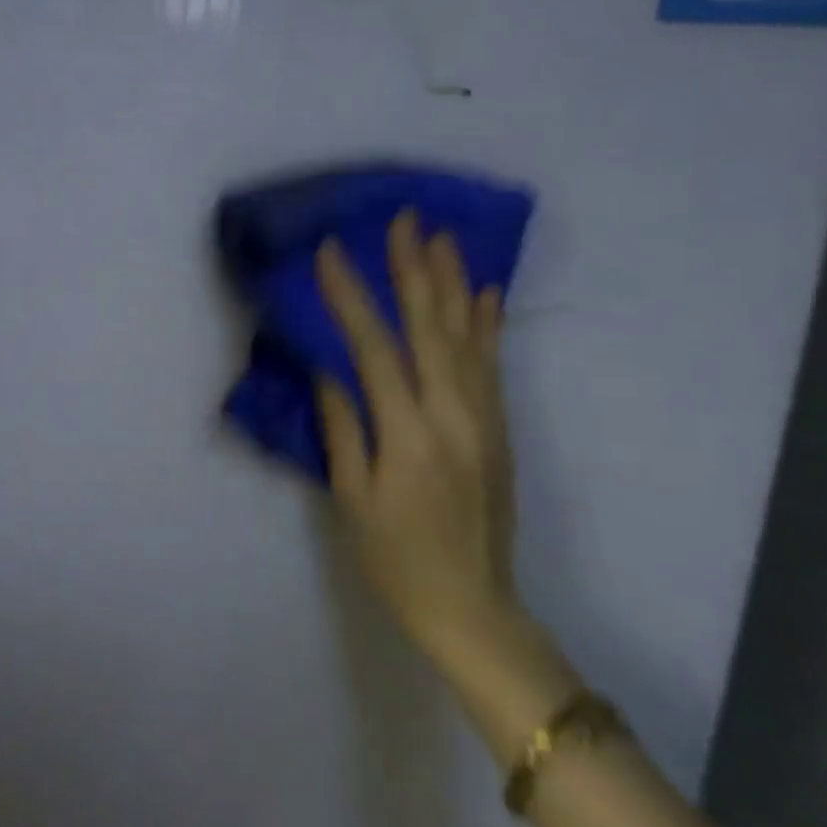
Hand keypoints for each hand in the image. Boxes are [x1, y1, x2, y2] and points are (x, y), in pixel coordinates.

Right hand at [313, 212, 521, 664]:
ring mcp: (484, 419)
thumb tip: (328, 368)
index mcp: (408, 433)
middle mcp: (453, 414)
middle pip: (431, 327)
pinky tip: (484, 292)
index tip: (330, 252)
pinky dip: (487, 323)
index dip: (350, 296)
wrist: (473, 607)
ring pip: (468, 336)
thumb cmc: (395, 557)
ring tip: (443, 236)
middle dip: (414, 269)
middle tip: (404, 220)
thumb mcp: (351, 497)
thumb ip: (343, 426)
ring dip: (454, 282)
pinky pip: (492, 364)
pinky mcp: (499, 429)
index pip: (374, 347)